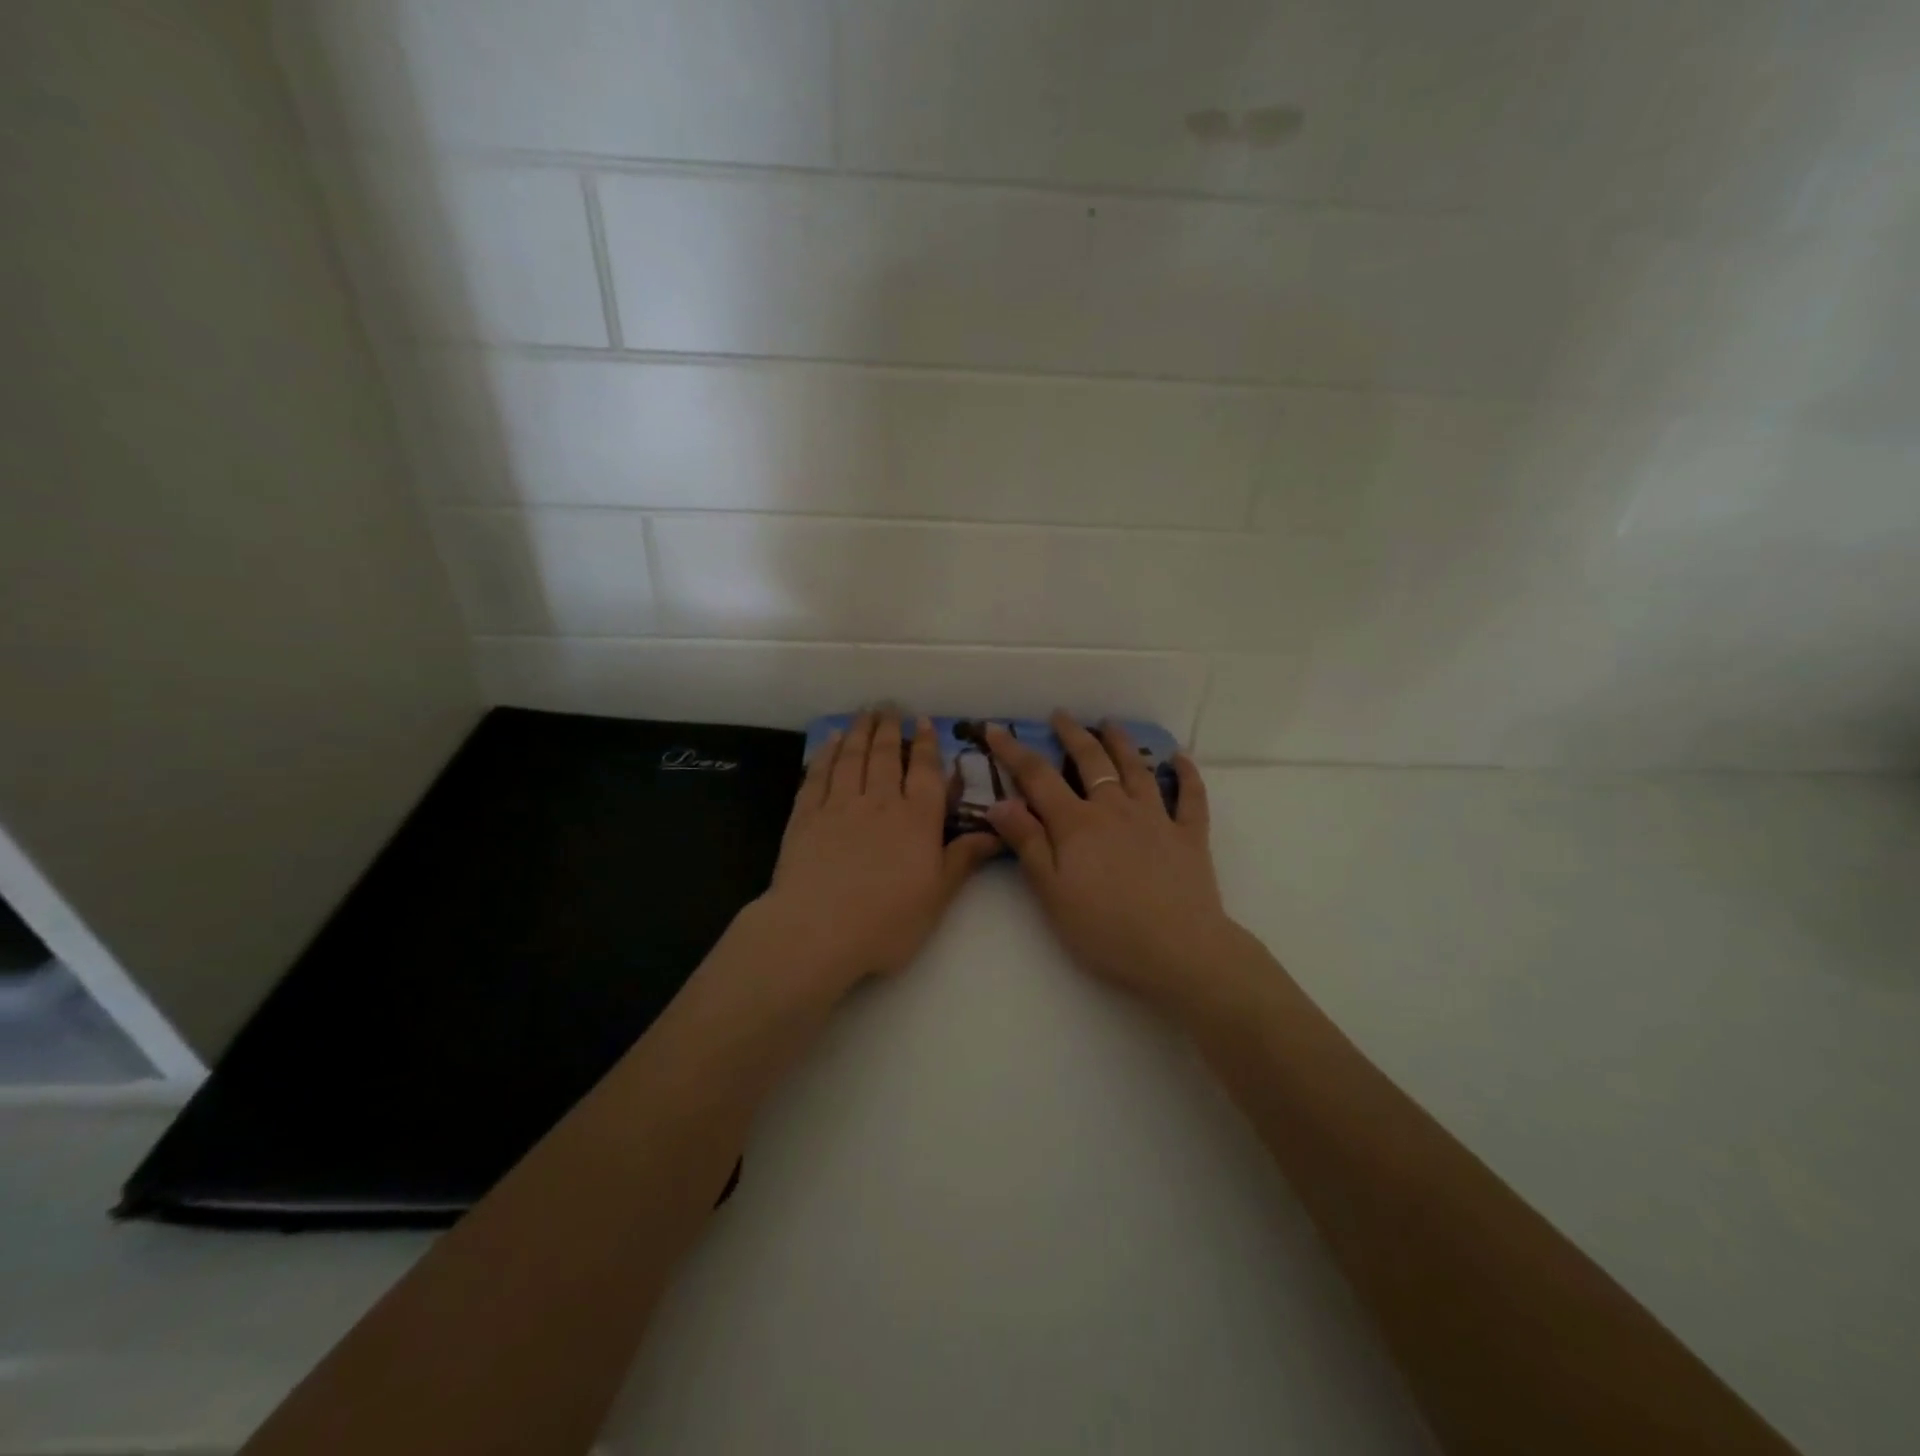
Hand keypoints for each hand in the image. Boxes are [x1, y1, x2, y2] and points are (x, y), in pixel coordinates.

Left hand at [756, 711, 999, 994]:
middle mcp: (880, 802)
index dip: (925, 744)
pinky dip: (826, 754)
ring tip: (864, 714)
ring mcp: (840, 805)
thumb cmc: (886, 921)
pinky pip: (818, 775)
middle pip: (886, 755)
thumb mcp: (937, 897)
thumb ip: (963, 860)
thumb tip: (996, 833)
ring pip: (852, 757)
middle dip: (890, 728)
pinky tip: (830, 742)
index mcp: (917, 820)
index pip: (925, 772)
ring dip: (859, 732)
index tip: (923, 721)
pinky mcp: (806, 816)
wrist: (818, 931)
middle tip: (890, 707)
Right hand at [983, 713, 1241, 1011]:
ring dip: (1121, 743)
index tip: (996, 728)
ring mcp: (1157, 818)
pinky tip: (1179, 758)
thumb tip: (1000, 803)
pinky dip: (1185, 774)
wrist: (1179, 951)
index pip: (1038, 776)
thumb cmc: (1106, 929)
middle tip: (1060, 715)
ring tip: (1109, 724)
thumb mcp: (1053, 892)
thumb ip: (1028, 844)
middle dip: (1071, 734)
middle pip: (1091, 761)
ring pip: (1136, 769)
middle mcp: (1115, 809)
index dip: (1014, 750)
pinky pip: (1190, 797)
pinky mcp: (1190, 836)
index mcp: (1077, 823)